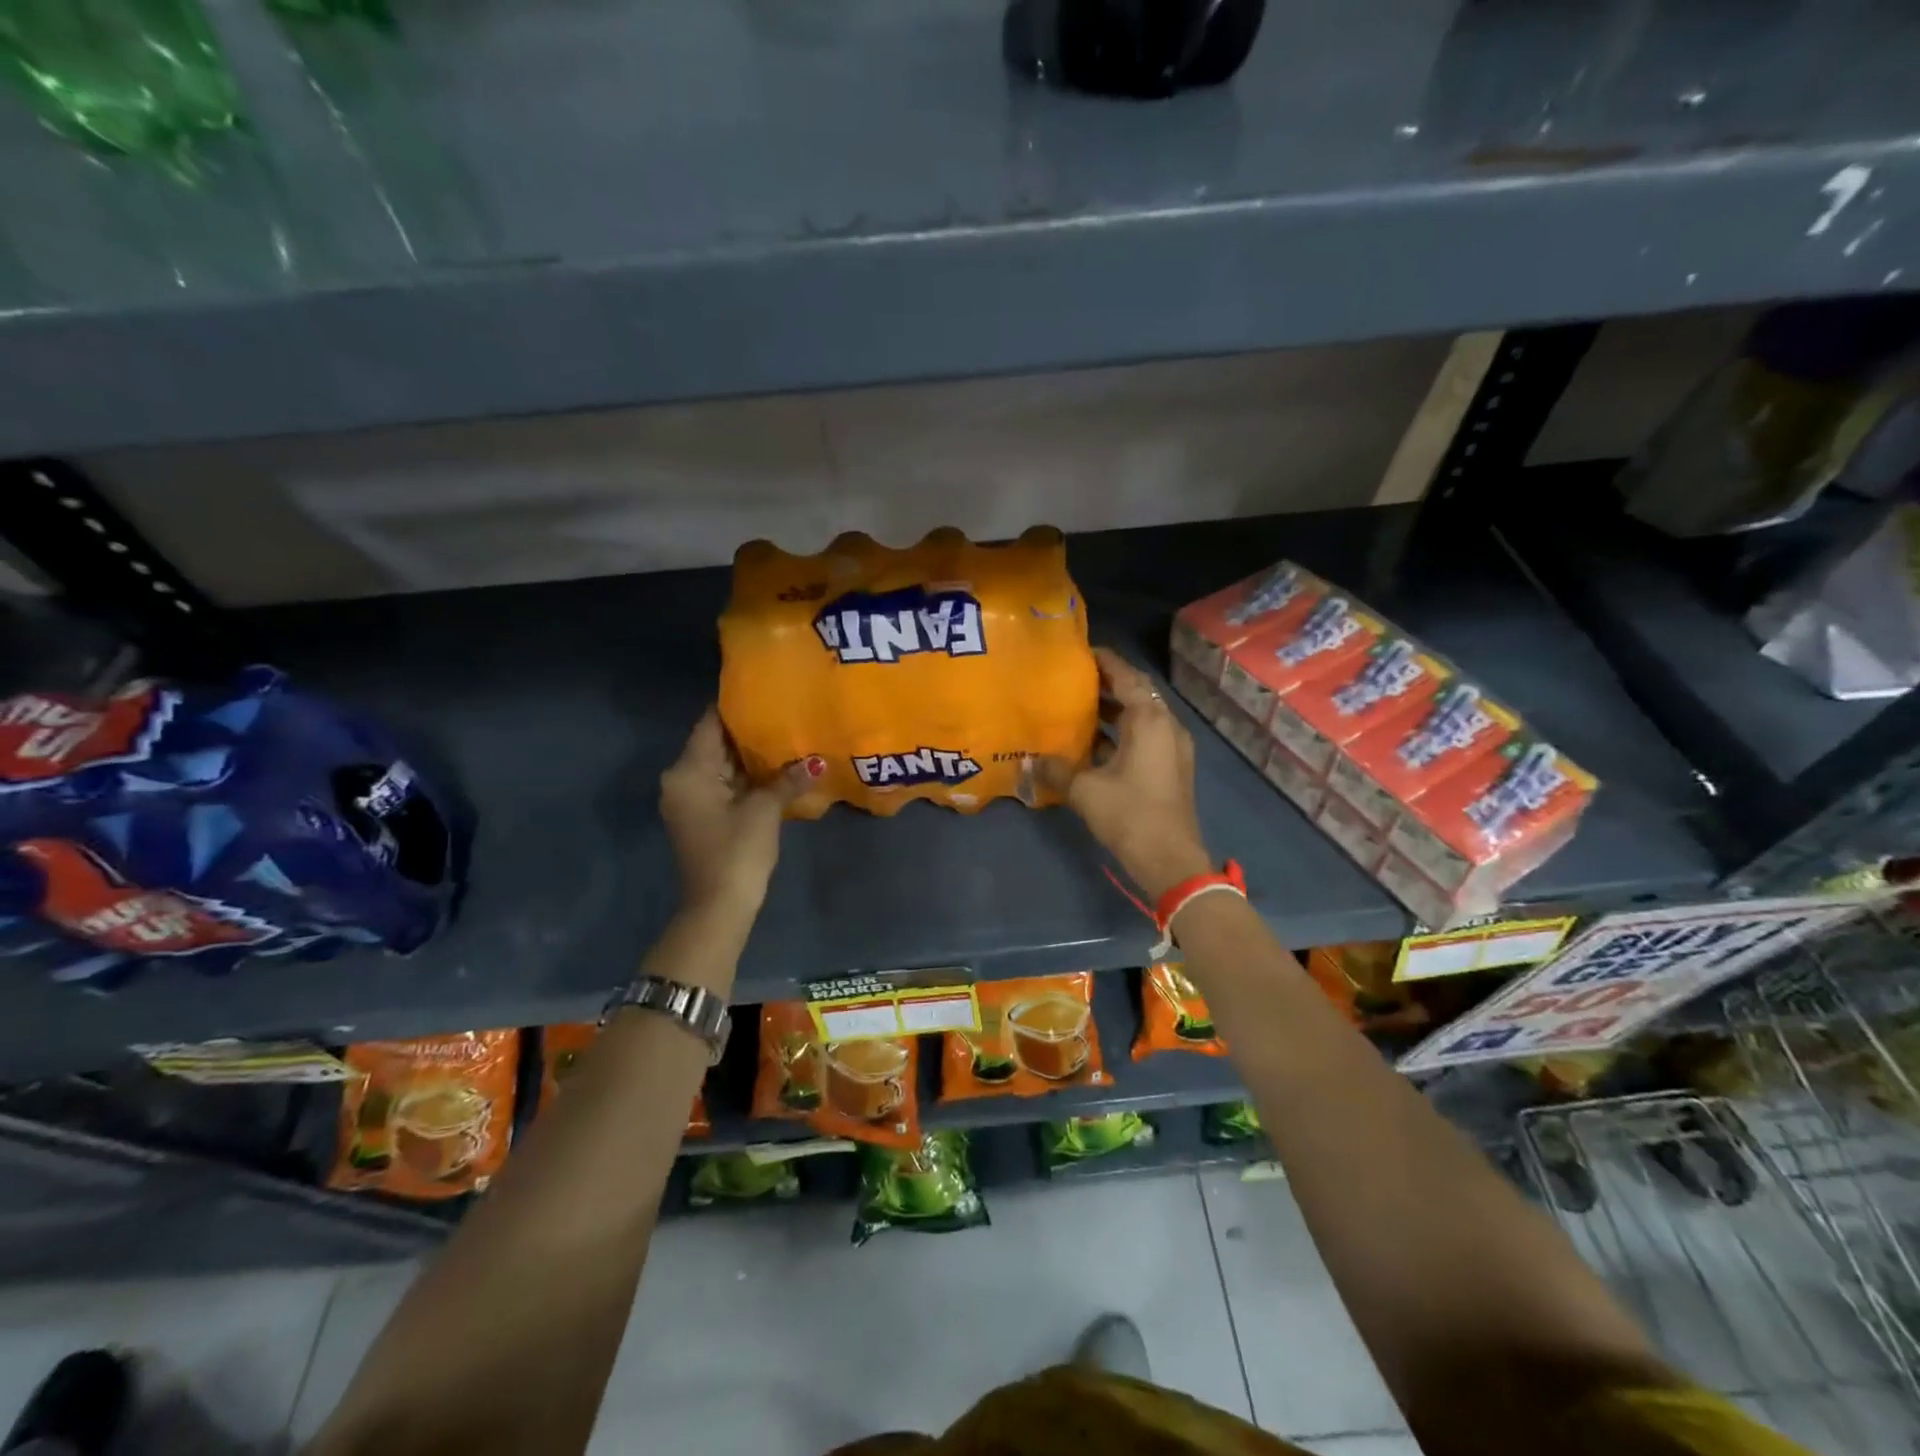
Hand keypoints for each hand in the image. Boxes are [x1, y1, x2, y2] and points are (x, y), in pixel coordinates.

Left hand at [659, 707, 811, 919]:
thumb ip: (787, 780)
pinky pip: (724, 785)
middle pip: (715, 744)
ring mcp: (690, 800)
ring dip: (749, 756)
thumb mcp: (764, 810)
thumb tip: (817, 763)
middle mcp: (682, 780)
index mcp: (688, 771)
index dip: (735, 705)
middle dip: (748, 731)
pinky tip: (776, 769)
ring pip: (721, 766)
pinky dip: (746, 777)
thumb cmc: (736, 850)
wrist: (719, 907)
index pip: (710, 723)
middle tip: (783, 710)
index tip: (764, 689)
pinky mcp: (702, 817)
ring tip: (786, 734)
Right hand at [1041, 648, 1213, 898]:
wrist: (1170, 859)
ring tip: (1076, 707)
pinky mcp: (1169, 768)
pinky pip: (1143, 737)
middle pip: (1136, 694)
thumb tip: (1028, 760)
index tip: (1079, 653)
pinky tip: (1091, 743)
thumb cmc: (1130, 814)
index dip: (1104, 661)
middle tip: (1072, 680)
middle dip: (1106, 685)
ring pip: (1140, 717)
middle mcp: (1166, 726)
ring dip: (1112, 711)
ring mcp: (1171, 748)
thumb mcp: (1085, 790)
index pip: (1126, 676)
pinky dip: (1120, 733)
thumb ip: (1056, 769)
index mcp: (1150, 720)